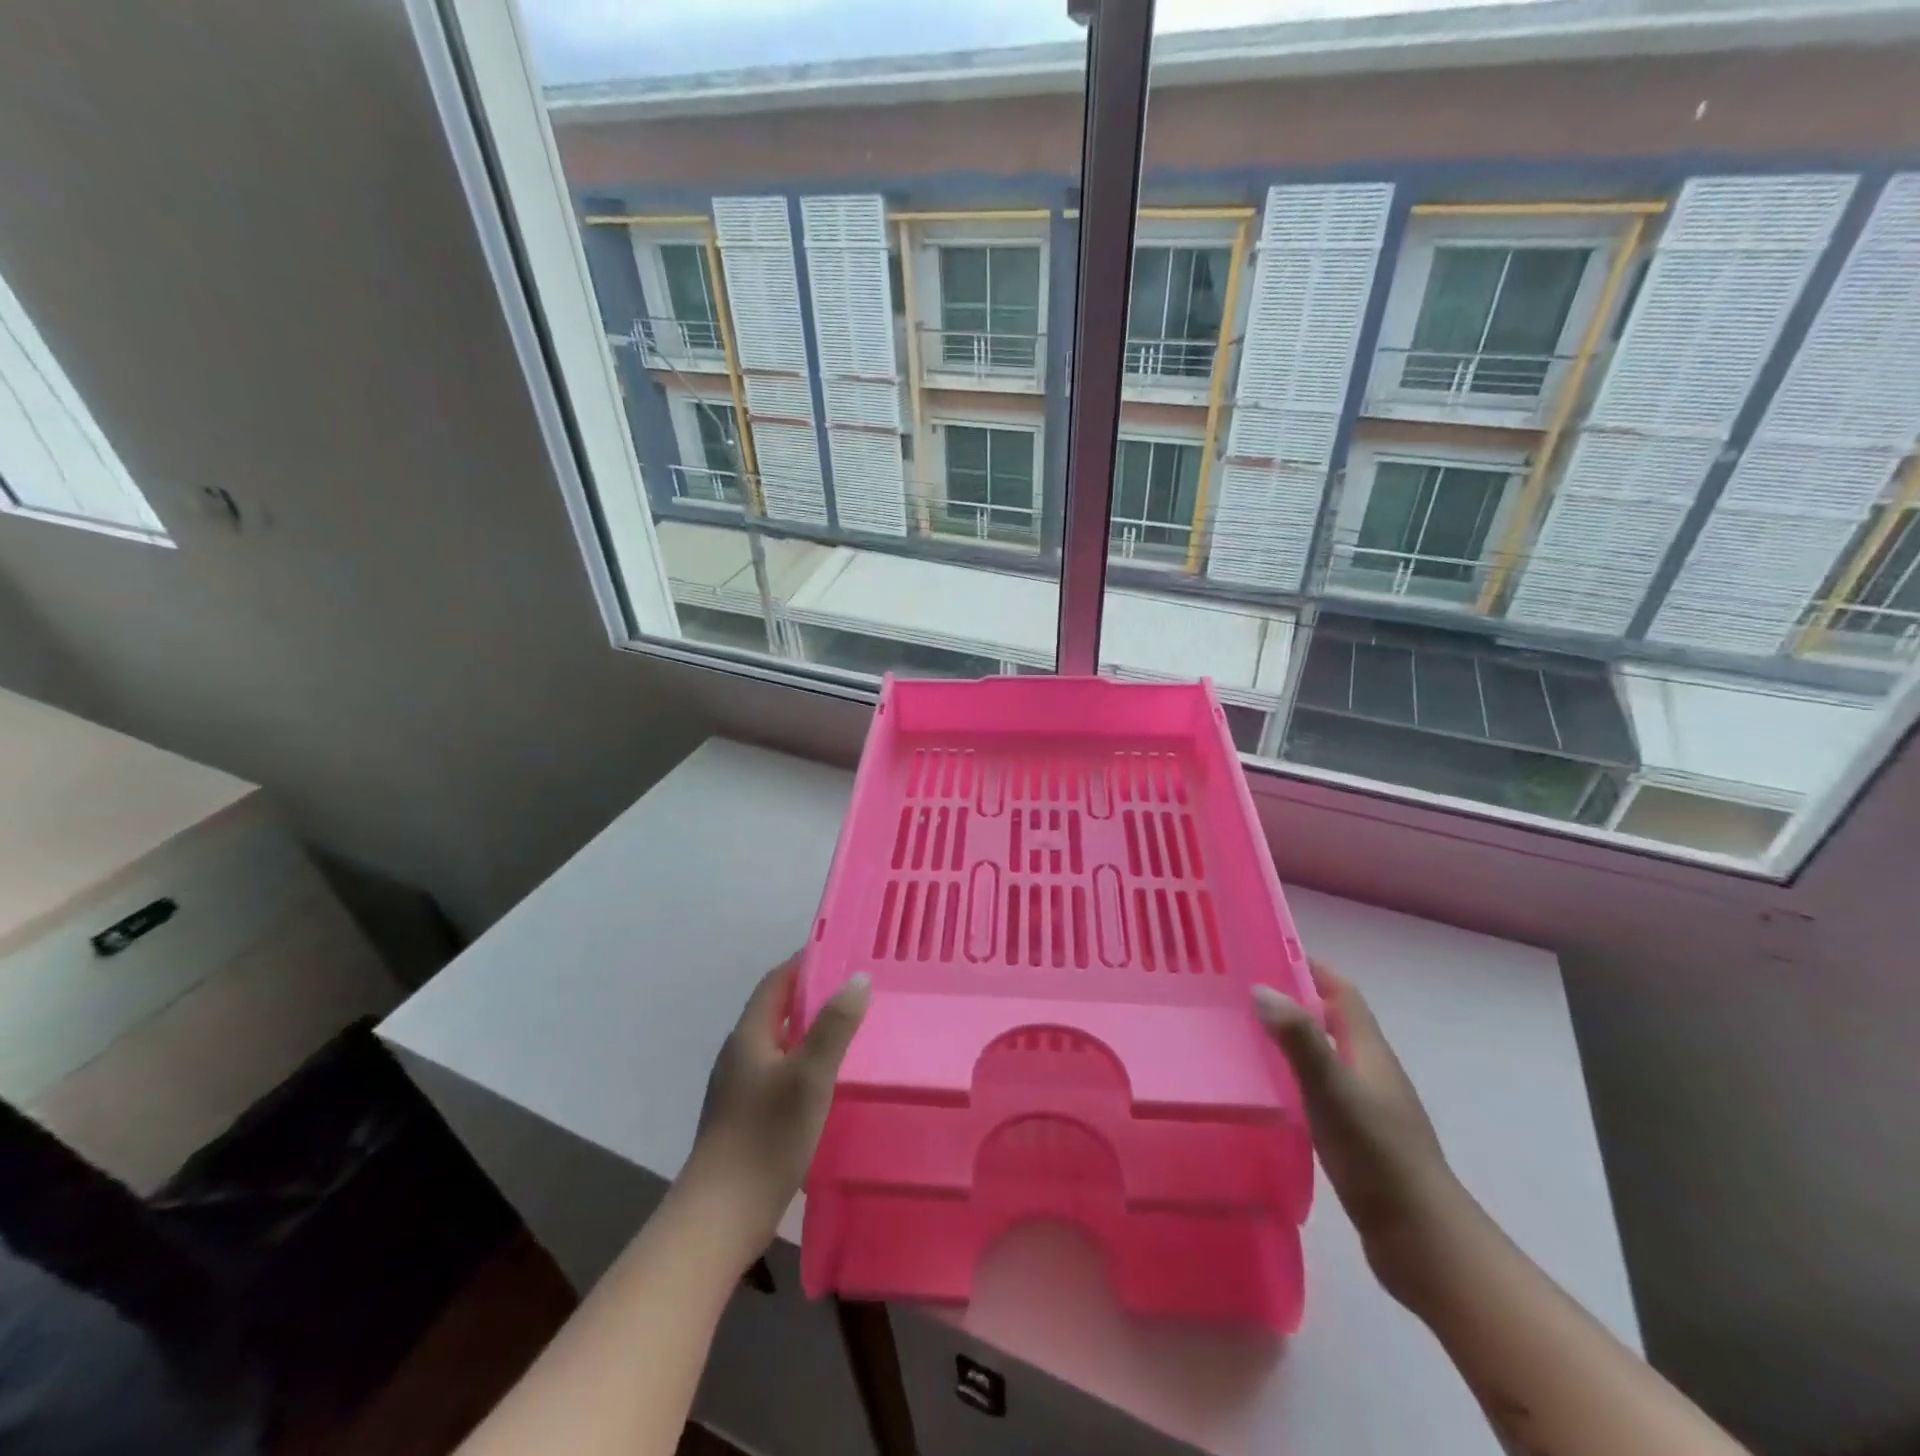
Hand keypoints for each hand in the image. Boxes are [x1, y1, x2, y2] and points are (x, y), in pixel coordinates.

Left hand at [680, 956, 870, 1257]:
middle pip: (776, 1011)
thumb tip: (858, 977)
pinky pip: (777, 1073)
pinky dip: (803, 1063)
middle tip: (856, 992)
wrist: (719, 1219)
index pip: (776, 982)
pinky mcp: (743, 1118)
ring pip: (778, 1044)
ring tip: (849, 1032)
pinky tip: (827, 1082)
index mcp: (748, 1036)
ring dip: (809, 1031)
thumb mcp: (810, 1076)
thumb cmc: (766, 1138)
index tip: (842, 954)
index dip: (805, 963)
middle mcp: (739, 1054)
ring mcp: (737, 1088)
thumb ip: (834, 1025)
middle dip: (812, 996)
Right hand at [1254, 960, 1469, 1301]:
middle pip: (1331, 1019)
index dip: (1310, 967)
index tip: (1264, 953)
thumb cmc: (1378, 1157)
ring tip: (1241, 1034)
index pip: (1342, 992)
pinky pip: (1319, 1088)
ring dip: (1291, 1038)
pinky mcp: (1356, 1135)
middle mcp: (1370, 1069)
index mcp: (1369, 1051)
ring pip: (1323, 1054)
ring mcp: (1366, 1104)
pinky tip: (1266, 1090)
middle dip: (1291, 999)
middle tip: (1239, 992)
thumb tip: (1261, 988)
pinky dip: (1293, 1076)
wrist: (1423, 1242)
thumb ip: (1300, 1041)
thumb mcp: (1334, 1092)